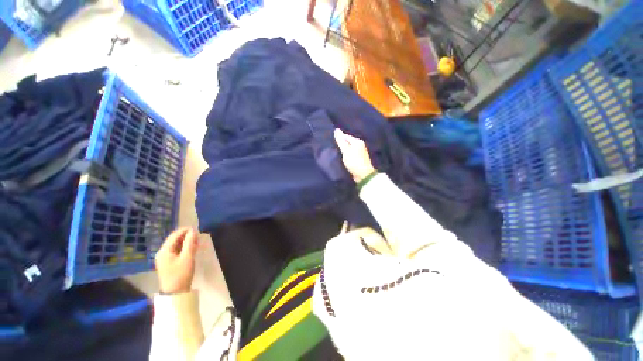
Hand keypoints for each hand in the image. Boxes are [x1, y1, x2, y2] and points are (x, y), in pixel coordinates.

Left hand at [155, 227, 198, 293]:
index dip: (184, 230)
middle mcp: (162, 253)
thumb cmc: (181, 274)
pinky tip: (192, 248)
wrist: (175, 292)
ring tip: (197, 241)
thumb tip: (193, 231)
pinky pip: (176, 251)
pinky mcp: (168, 263)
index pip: (174, 236)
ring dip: (186, 242)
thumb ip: (190, 243)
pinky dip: (184, 248)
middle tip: (198, 235)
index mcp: (164, 251)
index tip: (196, 228)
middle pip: (174, 240)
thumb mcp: (187, 257)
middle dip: (186, 236)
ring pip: (175, 245)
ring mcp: (164, 258)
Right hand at [334, 128, 375, 182]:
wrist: (363, 175)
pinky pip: (350, 154)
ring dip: (343, 150)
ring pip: (349, 148)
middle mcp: (360, 145)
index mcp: (357, 141)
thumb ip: (341, 141)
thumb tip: (336, 129)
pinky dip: (346, 155)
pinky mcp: (359, 158)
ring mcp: (360, 152)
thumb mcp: (346, 151)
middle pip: (347, 142)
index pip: (345, 136)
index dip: (338, 139)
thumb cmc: (354, 162)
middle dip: (341, 145)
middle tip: (333, 149)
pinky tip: (342, 158)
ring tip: (336, 154)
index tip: (332, 144)